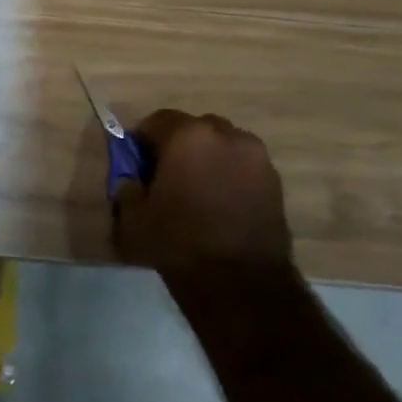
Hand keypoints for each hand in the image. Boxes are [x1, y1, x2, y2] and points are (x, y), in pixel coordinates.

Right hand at [113, 110, 292, 276]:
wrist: (239, 281)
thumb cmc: (177, 243)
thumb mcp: (133, 219)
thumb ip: (127, 189)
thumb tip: (132, 179)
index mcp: (187, 136)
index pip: (156, 121)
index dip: (142, 141)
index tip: (136, 164)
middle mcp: (226, 135)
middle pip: (194, 129)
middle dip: (177, 146)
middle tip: (165, 177)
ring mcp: (256, 157)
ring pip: (223, 145)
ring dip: (207, 159)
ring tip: (196, 192)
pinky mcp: (275, 181)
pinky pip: (243, 166)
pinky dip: (229, 176)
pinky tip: (219, 205)